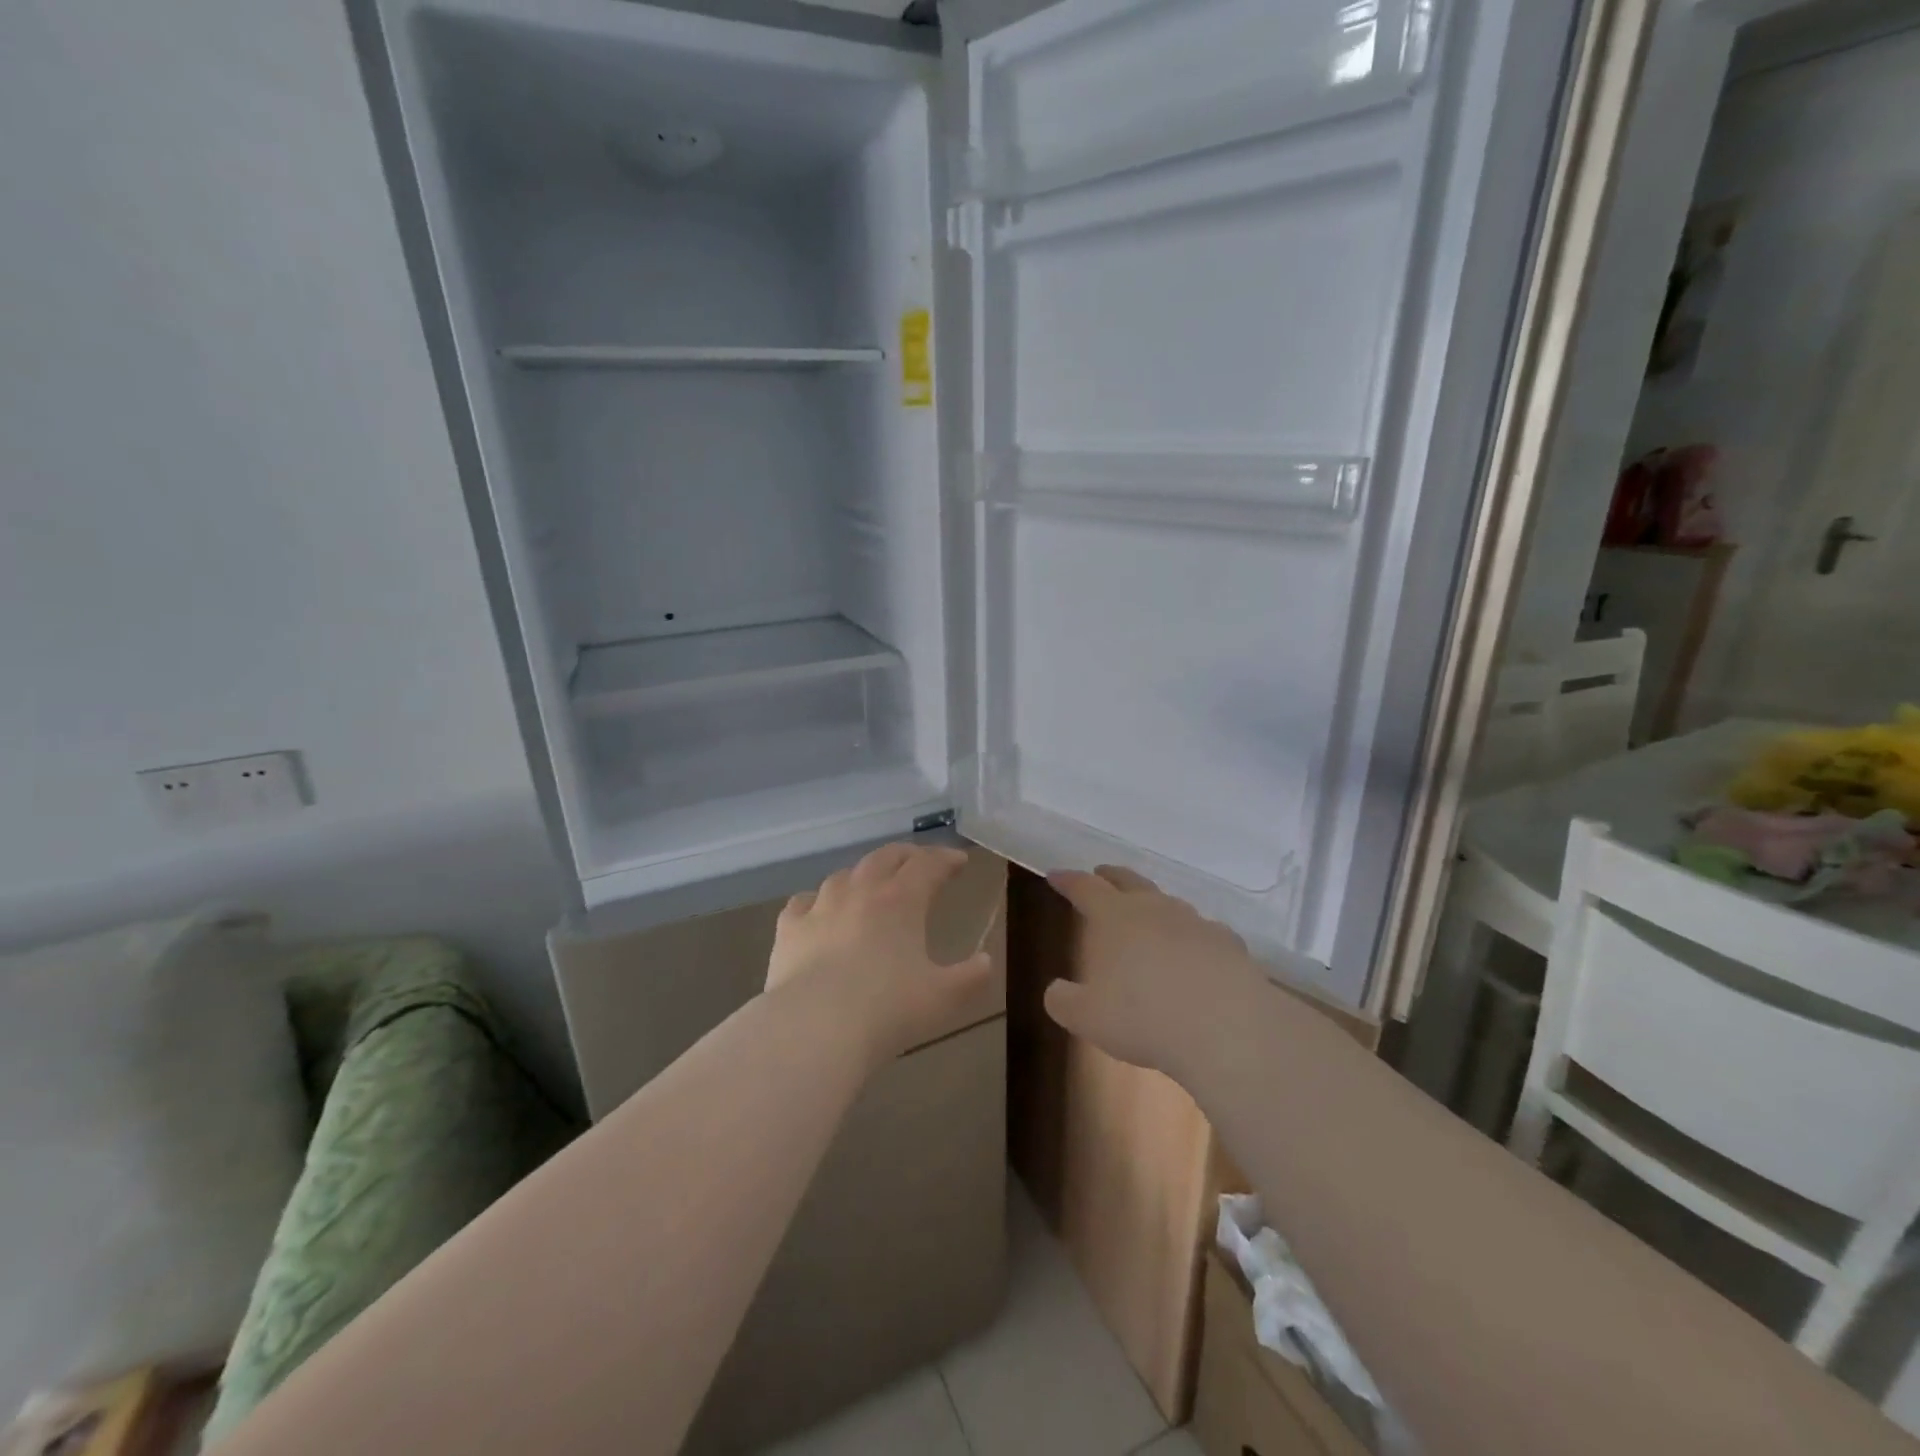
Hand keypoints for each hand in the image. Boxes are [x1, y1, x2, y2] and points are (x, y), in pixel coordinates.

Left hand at [769, 843, 994, 1065]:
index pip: (928, 864)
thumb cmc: (887, 1010)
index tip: (959, 861)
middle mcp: (861, 891)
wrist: (815, 1027)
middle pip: (886, 857)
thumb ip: (970, 978)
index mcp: (901, 900)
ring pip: (845, 874)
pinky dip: (817, 900)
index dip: (946, 858)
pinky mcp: (789, 928)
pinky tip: (818, 909)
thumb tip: (986, 962)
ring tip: (872, 884)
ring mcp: (821, 906)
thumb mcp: (943, 998)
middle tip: (920, 862)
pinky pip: (803, 901)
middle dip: (907, 855)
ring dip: (864, 873)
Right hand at [1043, 865, 1267, 1081]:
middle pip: (1130, 881)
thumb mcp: (1087, 1017)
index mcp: (1115, 917)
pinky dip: (1193, 938)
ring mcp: (1196, 923)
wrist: (1227, 1028)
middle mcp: (1155, 909)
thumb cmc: (1144, 1016)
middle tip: (1101, 873)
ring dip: (1154, 906)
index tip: (1056, 875)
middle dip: (1112, 876)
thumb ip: (1064, 1001)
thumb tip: (1056, 991)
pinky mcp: (1229, 945)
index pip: (1085, 887)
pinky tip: (1195, 955)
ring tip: (1148, 919)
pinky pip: (1205, 932)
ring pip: (1169, 904)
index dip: (1068, 880)